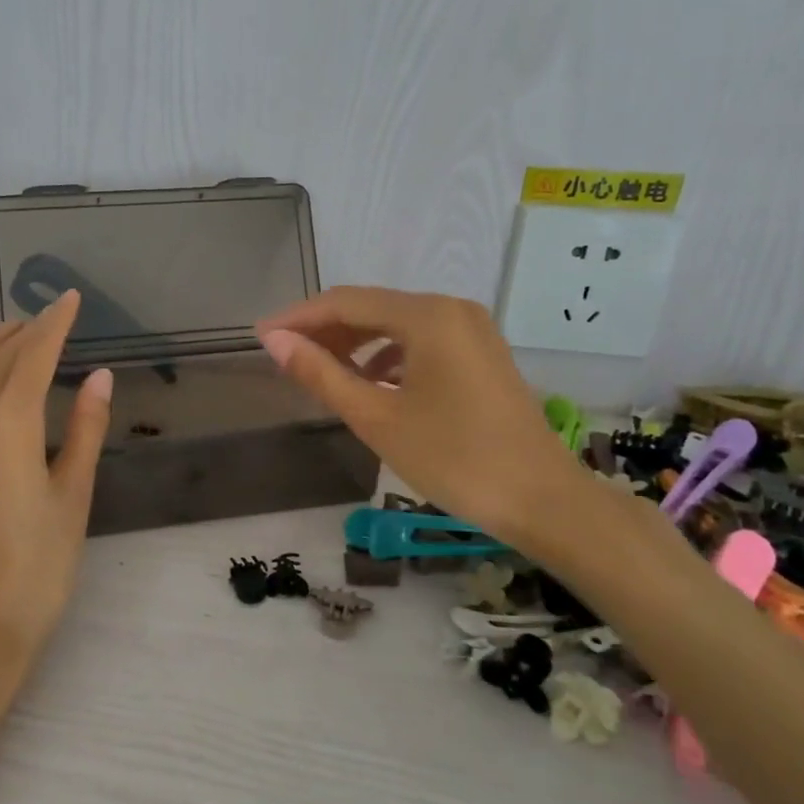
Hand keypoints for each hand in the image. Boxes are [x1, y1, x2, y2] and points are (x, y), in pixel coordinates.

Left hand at [0, 290, 112, 663]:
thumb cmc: (36, 566)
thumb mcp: (73, 496)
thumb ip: (84, 429)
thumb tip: (98, 376)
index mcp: (10, 421)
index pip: (35, 354)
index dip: (55, 323)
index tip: (70, 299)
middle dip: (23, 332)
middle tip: (46, 319)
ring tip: (6, 336)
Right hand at [255, 287, 585, 546]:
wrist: (542, 501)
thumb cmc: (454, 458)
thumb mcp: (376, 417)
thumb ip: (322, 374)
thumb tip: (275, 341)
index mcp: (427, 316)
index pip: (345, 302)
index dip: (299, 318)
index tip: (261, 336)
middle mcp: (451, 309)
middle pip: (371, 308)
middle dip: (325, 330)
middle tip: (285, 357)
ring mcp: (471, 330)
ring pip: (395, 325)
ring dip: (354, 343)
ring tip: (321, 373)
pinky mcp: (480, 353)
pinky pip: (419, 341)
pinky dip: (386, 356)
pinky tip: (369, 384)